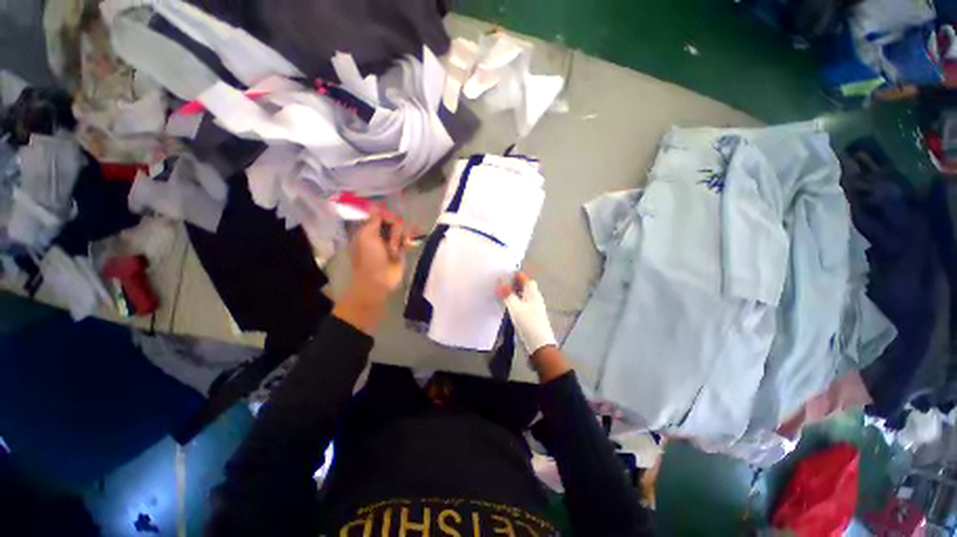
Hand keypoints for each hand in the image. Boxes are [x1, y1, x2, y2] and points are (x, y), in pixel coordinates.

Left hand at [348, 212, 410, 300]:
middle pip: (393, 220)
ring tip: (396, 249)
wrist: (378, 281)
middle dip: (395, 228)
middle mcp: (380, 234)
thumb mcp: (366, 237)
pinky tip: (405, 247)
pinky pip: (407, 239)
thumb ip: (373, 220)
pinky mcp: (401, 250)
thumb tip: (375, 205)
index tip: (388, 220)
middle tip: (391, 239)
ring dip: (400, 237)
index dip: (386, 216)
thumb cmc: (369, 259)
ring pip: (402, 229)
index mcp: (368, 230)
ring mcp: (391, 242)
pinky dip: (407, 242)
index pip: (380, 215)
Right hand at [498, 272, 557, 355]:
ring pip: (523, 295)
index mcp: (532, 293)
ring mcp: (534, 307)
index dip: (514, 275)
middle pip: (524, 286)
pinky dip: (515, 301)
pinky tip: (508, 306)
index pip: (524, 278)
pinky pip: (522, 303)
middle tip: (500, 284)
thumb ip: (507, 293)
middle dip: (513, 283)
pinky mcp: (532, 315)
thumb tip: (501, 280)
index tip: (502, 274)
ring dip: (513, 293)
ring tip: (501, 294)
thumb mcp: (515, 307)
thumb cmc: (528, 322)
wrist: (539, 344)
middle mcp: (535, 297)